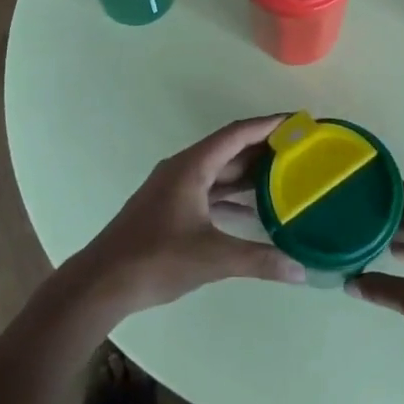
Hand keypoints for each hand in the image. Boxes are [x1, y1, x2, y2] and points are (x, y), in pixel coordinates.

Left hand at [75, 115, 306, 316]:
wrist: (102, 282)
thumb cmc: (156, 259)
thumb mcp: (212, 258)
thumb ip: (258, 260)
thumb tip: (301, 271)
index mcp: (192, 166)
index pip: (236, 134)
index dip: (267, 125)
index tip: (296, 121)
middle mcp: (183, 169)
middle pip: (228, 150)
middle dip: (263, 148)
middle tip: (299, 150)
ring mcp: (174, 188)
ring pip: (218, 172)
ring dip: (247, 173)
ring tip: (284, 176)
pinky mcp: (169, 208)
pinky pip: (208, 191)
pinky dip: (231, 196)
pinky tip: (252, 211)